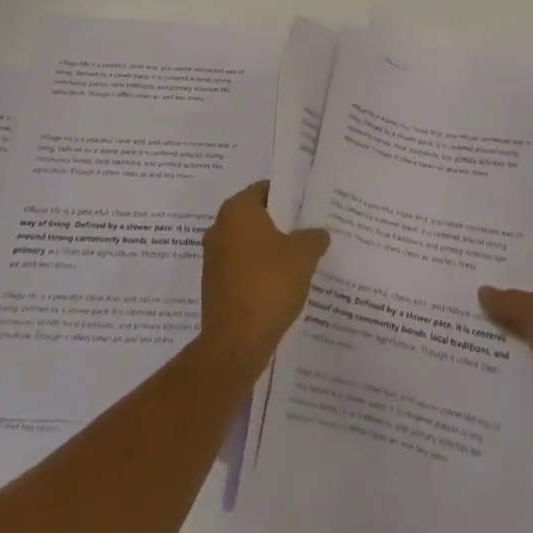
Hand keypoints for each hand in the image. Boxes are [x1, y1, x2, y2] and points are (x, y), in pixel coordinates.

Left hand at [199, 181, 329, 378]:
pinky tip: (280, 284)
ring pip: (248, 244)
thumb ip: (313, 238)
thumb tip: (319, 233)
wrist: (235, 342)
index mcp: (237, 210)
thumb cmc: (269, 285)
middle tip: (308, 232)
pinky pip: (241, 267)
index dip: (289, 198)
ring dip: (269, 250)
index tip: (309, 208)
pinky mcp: (213, 284)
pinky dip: (258, 271)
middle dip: (280, 225)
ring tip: (298, 260)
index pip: (265, 190)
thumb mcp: (303, 256)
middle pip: (256, 217)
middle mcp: (219, 226)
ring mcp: (213, 257)